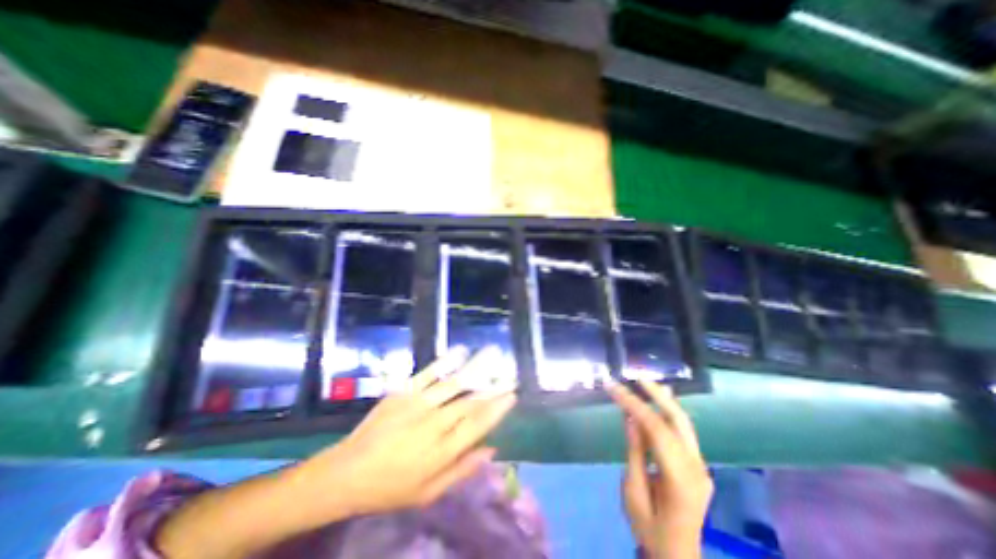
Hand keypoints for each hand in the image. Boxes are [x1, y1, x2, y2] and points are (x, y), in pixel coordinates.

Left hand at [292, 348, 513, 517]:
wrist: (346, 472)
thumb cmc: (390, 487)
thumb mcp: (428, 493)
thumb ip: (462, 469)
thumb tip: (492, 449)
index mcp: (441, 451)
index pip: (477, 424)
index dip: (497, 409)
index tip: (512, 394)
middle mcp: (434, 424)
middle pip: (470, 402)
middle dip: (494, 387)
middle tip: (511, 374)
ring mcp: (418, 404)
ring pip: (455, 383)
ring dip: (477, 367)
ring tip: (494, 354)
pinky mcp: (403, 391)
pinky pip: (428, 373)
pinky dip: (446, 361)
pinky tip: (461, 350)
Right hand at [603, 379, 712, 558]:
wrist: (677, 556)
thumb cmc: (649, 528)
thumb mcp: (633, 491)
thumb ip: (635, 452)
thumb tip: (630, 417)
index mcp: (680, 478)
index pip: (656, 429)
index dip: (633, 404)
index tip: (613, 387)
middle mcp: (697, 468)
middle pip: (678, 421)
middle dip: (656, 395)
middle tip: (636, 377)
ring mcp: (702, 467)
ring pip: (684, 423)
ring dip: (664, 400)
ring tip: (644, 383)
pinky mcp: (698, 466)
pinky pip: (682, 433)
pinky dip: (667, 413)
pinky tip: (657, 402)